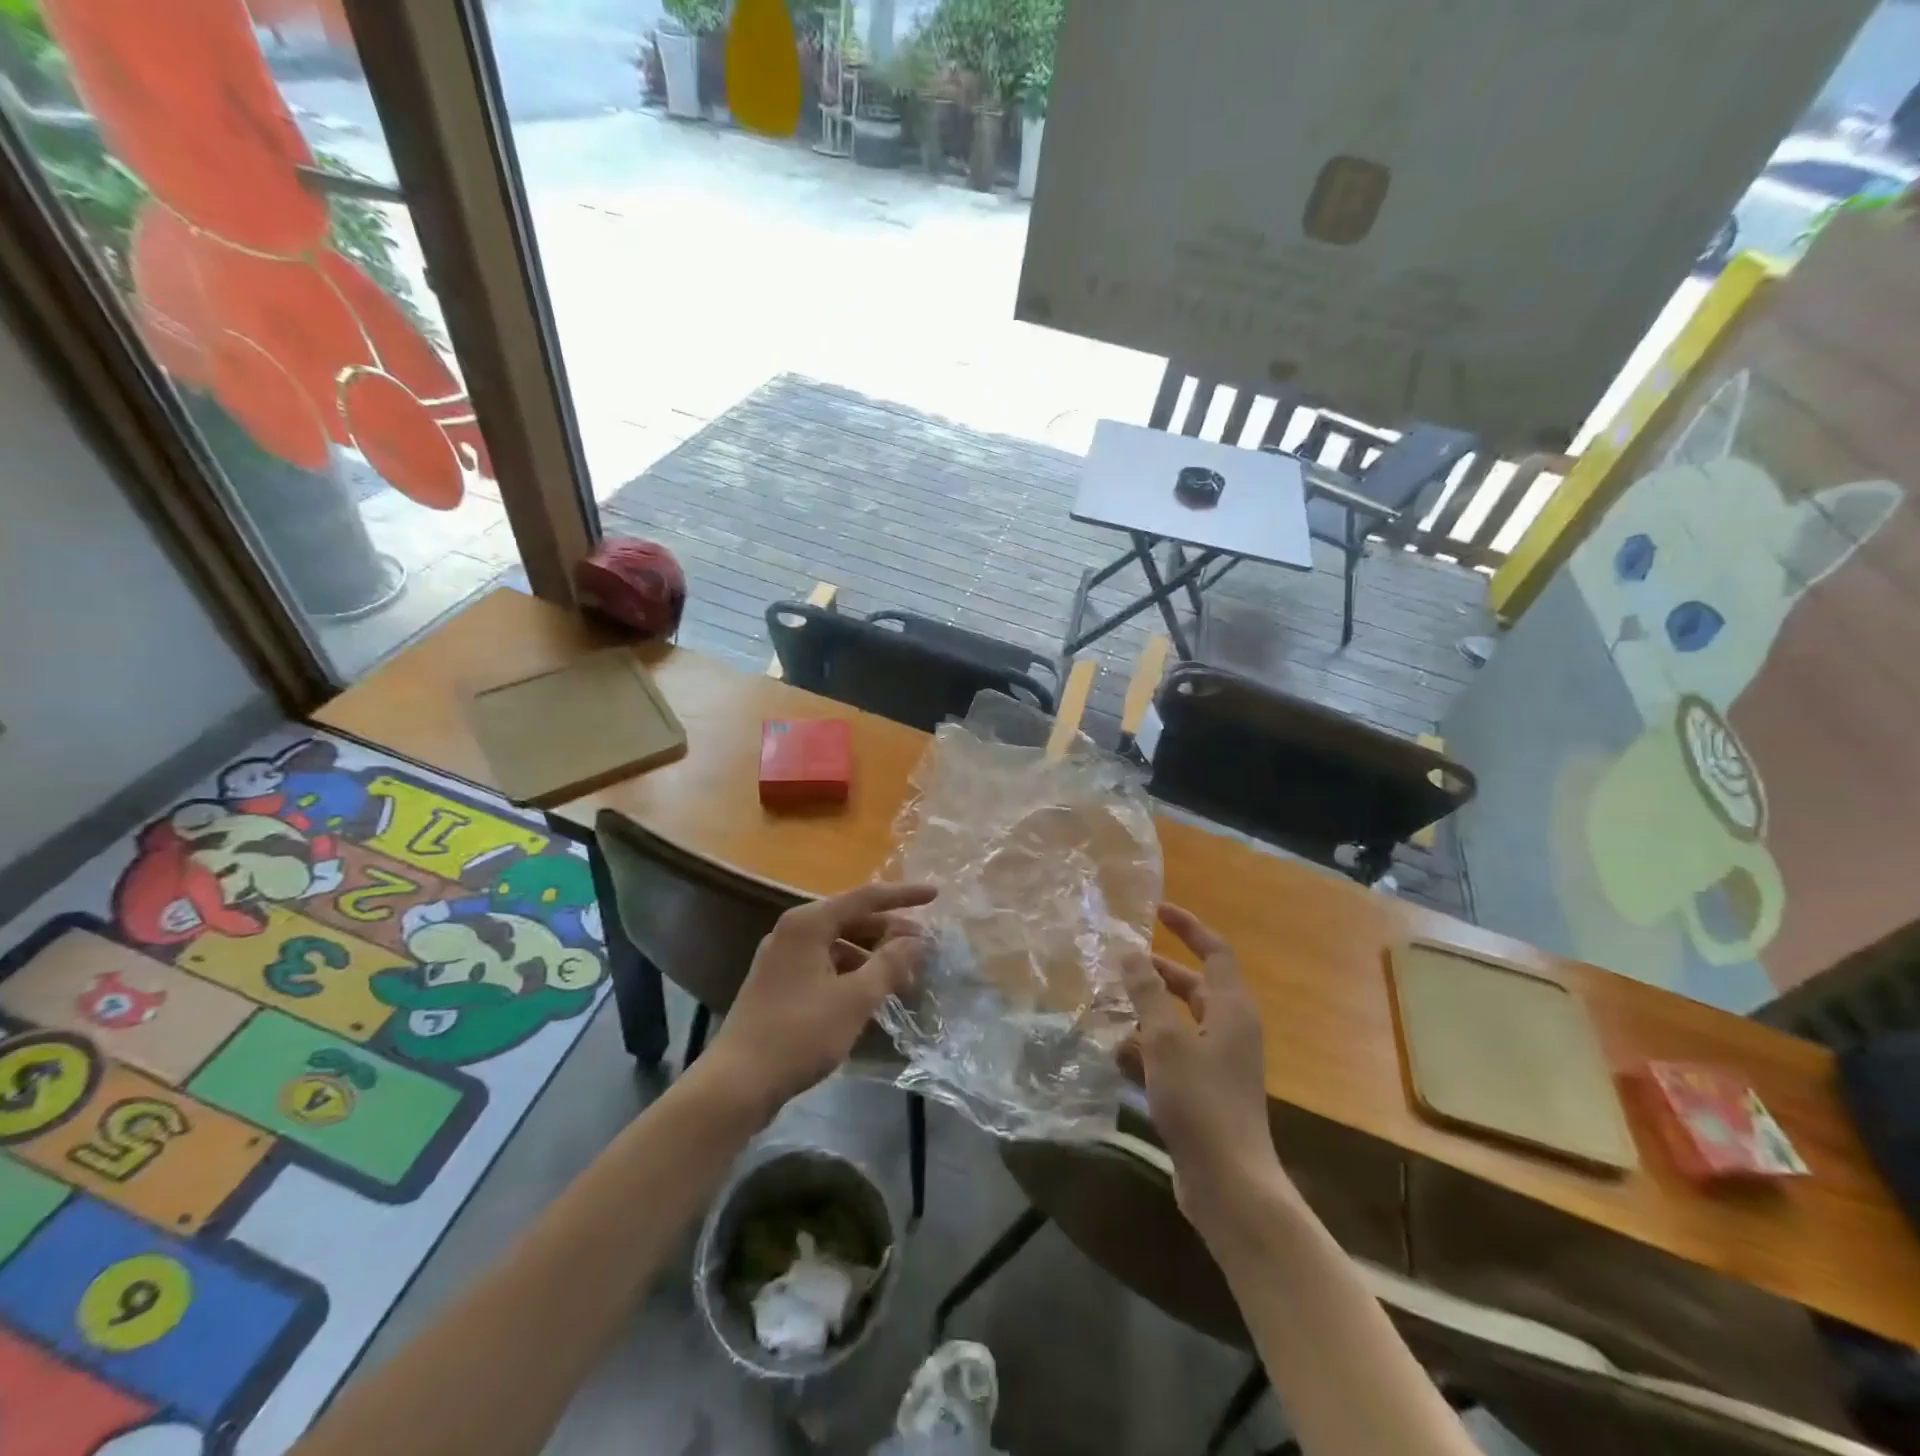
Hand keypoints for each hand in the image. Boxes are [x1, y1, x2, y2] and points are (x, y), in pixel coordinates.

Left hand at [705, 882, 934, 1118]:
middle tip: (923, 946)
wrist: (736, 1083)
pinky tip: (870, 993)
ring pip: (838, 944)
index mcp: (808, 923)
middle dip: (889, 931)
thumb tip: (916, 941)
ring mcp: (782, 958)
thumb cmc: (799, 1033)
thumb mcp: (854, 999)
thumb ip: (889, 964)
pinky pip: (824, 964)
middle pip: (851, 919)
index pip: (865, 898)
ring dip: (871, 955)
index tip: (935, 896)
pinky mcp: (778, 984)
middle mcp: (792, 931)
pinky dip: (851, 972)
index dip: (903, 896)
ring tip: (902, 974)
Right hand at [1119, 904, 1284, 1240]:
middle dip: (1156, 973)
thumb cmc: (1200, 1102)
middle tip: (1119, 964)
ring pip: (1179, 1023)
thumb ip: (1147, 992)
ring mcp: (1220, 1064)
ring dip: (1146, 1013)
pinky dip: (1148, 1050)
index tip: (1157, 909)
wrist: (1229, 1185)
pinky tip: (1117, 1058)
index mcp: (1232, 1009)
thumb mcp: (1165, 1040)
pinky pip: (1173, 1056)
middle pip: (1193, 987)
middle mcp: (1231, 1030)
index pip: (1214, 951)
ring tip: (1108, 1007)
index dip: (1188, 927)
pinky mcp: (1205, 1093)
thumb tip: (1131, 951)